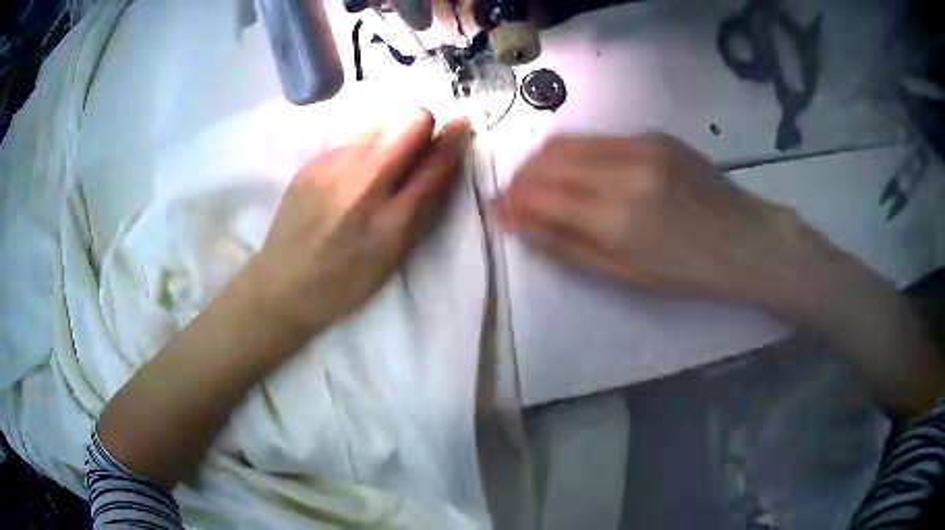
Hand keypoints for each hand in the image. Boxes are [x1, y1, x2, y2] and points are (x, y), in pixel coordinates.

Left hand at [245, 110, 469, 334]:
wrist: (282, 286)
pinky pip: (352, 140)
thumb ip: (423, 206)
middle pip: (407, 123)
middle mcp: (360, 184)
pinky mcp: (310, 164)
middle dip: (420, 130)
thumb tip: (443, 159)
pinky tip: (350, 178)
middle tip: (415, 153)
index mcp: (389, 221)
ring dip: (392, 138)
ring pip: (379, 125)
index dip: (452, 140)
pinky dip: (363, 150)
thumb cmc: (345, 282)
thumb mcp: (394, 255)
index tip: (461, 126)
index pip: (434, 161)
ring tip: (380, 167)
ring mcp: (330, 168)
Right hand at [494, 133, 806, 307]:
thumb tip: (521, 224)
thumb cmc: (687, 271)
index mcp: (616, 219)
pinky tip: (581, 171)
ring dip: (543, 162)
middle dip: (521, 178)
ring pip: (569, 142)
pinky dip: (576, 153)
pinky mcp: (655, 135)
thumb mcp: (625, 274)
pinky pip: (599, 139)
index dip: (511, 202)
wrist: (744, 240)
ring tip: (540, 183)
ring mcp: (641, 146)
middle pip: (548, 161)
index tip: (499, 212)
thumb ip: (568, 246)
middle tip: (516, 198)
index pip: (540, 196)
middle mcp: (624, 172)